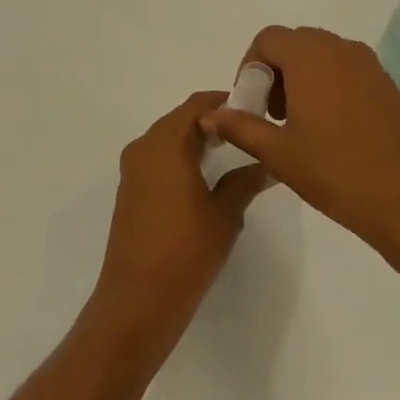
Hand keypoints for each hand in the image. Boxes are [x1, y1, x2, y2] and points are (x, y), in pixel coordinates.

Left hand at [93, 91, 269, 339]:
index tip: (254, 109)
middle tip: (249, 131)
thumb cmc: (186, 250)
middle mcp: (143, 148)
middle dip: (213, 121)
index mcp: (165, 144)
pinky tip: (205, 177)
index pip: (197, 105)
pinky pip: (157, 160)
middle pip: (180, 119)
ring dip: (196, 139)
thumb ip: (246, 181)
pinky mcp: (130, 191)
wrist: (138, 298)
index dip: (225, 102)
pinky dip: (181, 158)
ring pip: (168, 140)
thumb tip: (269, 163)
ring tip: (233, 152)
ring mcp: (132, 171)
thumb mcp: (225, 214)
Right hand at [200, 26, 399, 259]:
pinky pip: (346, 70)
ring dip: (300, 78)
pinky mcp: (388, 85)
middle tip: (270, 115)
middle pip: (295, 43)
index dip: (250, 66)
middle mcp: (342, 50)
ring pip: (322, 56)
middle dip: (275, 72)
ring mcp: (370, 66)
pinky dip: (327, 86)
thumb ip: (240, 126)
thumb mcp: (278, 152)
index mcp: (311, 57)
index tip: (249, 104)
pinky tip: (329, 130)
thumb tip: (209, 115)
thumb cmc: (337, 172)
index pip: (268, 39)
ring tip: (297, 125)